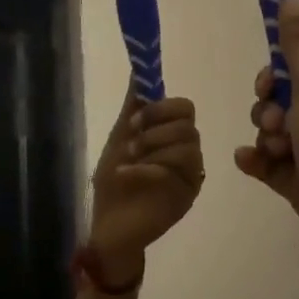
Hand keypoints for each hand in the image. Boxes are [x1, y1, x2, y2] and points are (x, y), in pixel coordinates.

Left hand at [87, 94, 204, 283]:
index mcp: (171, 137)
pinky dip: (146, 169)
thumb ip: (133, 108)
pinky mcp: (186, 197)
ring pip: (188, 147)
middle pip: (189, 126)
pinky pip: (174, 172)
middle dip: (158, 127)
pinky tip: (126, 174)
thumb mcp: (119, 140)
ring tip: (128, 159)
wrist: (109, 227)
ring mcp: (189, 176)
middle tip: (132, 141)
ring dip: (153, 148)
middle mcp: (186, 154)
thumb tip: (138, 71)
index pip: (185, 108)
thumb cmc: (113, 185)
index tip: (134, 119)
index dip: (162, 108)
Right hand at [232, 0, 298, 286]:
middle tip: (276, 125)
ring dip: (265, 138)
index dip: (277, 77)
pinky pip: (272, 165)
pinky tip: (248, 162)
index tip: (266, 87)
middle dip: (269, 111)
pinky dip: (258, 162)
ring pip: (275, 134)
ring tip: (275, 151)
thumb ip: (298, 47)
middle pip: (284, 103)